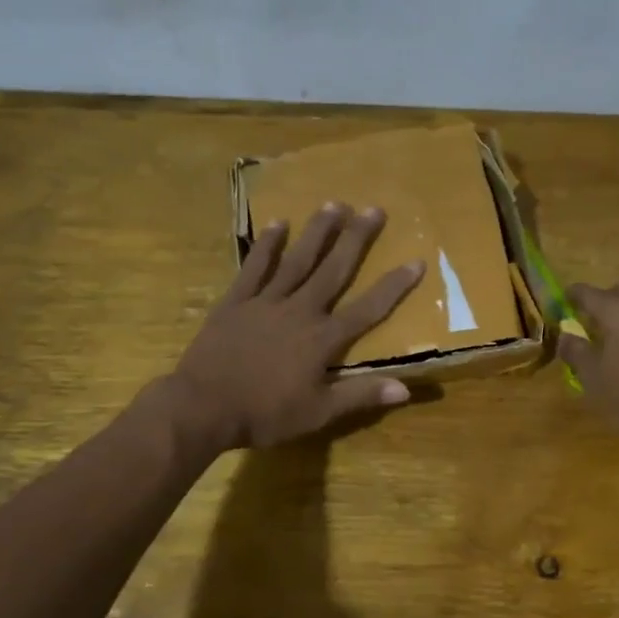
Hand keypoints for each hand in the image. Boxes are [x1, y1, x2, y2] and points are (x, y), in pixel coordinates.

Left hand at [167, 204, 424, 452]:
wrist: (202, 407)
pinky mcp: (236, 301)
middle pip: (334, 270)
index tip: (416, 260)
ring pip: (298, 260)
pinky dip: (268, 246)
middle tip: (374, 209)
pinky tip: (279, 223)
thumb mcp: (318, 413)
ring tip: (334, 203)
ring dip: (318, 232)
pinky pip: (255, 267)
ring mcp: (266, 302)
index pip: (368, 309)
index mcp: (322, 339)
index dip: (394, 286)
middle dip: (356, 240)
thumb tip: (406, 389)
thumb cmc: (264, 414)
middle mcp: (300, 311)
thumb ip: (361, 395)